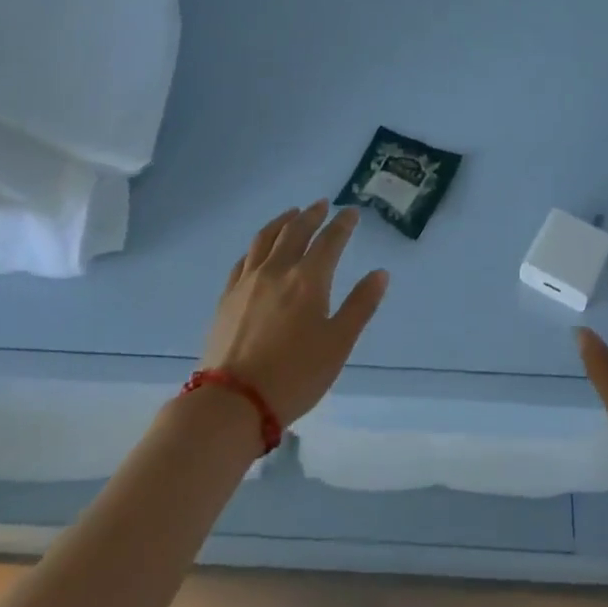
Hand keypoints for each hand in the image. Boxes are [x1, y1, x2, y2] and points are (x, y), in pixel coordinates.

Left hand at [201, 201, 388, 427]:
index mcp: (308, 279)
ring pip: (265, 239)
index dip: (342, 224)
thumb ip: (360, 305)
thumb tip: (380, 273)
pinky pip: (244, 259)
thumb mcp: (338, 344)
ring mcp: (248, 282)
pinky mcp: (227, 297)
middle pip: (295, 231)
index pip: (329, 240)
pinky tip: (259, 249)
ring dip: (282, 221)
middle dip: (312, 215)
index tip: (351, 213)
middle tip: (322, 204)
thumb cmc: (295, 375)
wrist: (233, 402)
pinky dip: (257, 245)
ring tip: (291, 213)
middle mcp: (277, 270)